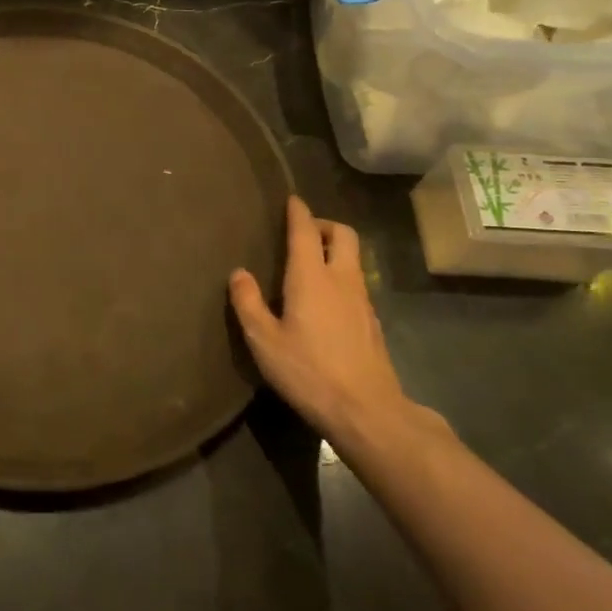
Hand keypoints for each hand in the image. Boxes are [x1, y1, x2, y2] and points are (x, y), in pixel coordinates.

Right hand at [229, 196, 437, 447]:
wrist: (366, 410)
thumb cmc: (308, 371)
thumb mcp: (264, 340)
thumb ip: (248, 303)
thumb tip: (239, 273)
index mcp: (311, 277)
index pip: (306, 232)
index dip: (298, 212)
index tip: (292, 200)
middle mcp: (342, 279)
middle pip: (343, 234)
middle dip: (324, 225)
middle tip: (303, 232)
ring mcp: (363, 300)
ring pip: (354, 258)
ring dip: (335, 250)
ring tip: (311, 264)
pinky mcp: (372, 321)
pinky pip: (357, 283)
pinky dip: (342, 276)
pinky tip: (326, 300)